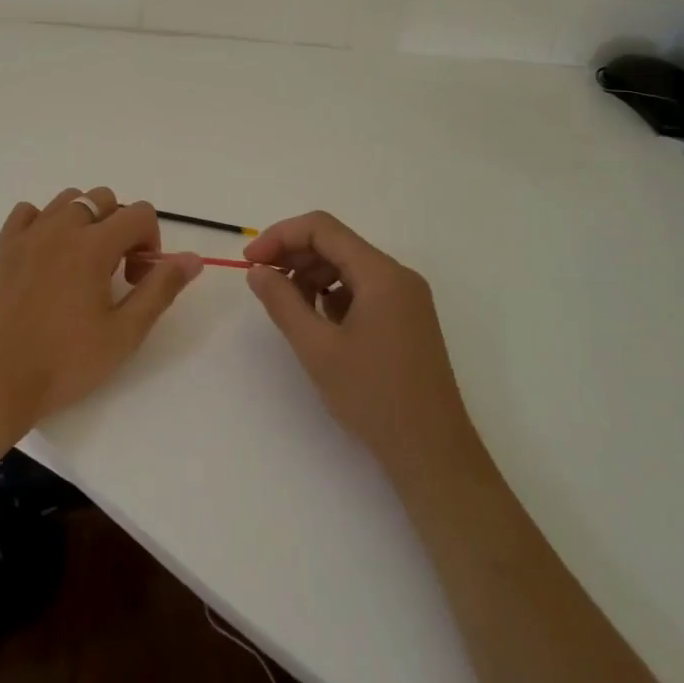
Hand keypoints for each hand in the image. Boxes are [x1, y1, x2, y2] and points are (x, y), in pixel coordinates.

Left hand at [0, 188, 201, 447]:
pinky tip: (49, 256)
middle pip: (105, 199)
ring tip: (85, 263)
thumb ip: (161, 288)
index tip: (139, 278)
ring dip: (87, 220)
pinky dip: (45, 222)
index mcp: (93, 245)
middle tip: (116, 273)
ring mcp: (29, 235)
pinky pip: (29, 213)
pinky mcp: (4, 248)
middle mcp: (61, 228)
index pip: (139, 213)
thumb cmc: (64, 363)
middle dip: (121, 228)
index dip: (151, 241)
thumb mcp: (124, 333)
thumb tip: (193, 258)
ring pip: (69, 200)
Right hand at [246, 211, 481, 486]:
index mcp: (381, 273)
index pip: (322, 229)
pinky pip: (362, 290)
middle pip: (336, 244)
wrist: (432, 453)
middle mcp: (397, 276)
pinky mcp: (406, 319)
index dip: (281, 236)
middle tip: (262, 281)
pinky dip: (333, 296)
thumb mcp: (317, 348)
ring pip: (348, 266)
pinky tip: (319, 324)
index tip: (251, 261)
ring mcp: (406, 298)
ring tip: (288, 307)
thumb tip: (258, 271)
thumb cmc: (373, 397)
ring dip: (312, 276)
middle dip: (294, 255)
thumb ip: (282, 302)